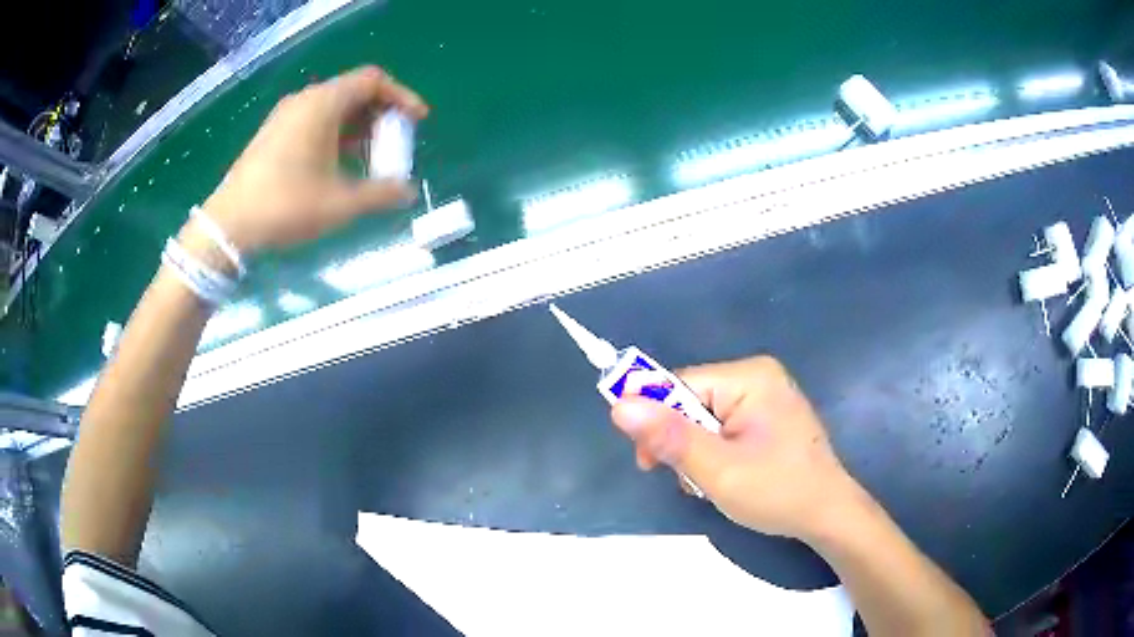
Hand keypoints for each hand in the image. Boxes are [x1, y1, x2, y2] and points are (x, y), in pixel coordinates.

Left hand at [200, 66, 428, 252]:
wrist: (228, 226)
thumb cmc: (286, 206)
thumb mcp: (340, 203)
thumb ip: (381, 194)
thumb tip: (408, 192)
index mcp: (323, 103)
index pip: (373, 80)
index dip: (401, 96)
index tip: (416, 121)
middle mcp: (305, 100)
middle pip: (354, 92)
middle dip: (381, 115)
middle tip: (394, 144)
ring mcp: (285, 116)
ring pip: (334, 108)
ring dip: (359, 127)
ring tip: (371, 158)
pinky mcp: (273, 134)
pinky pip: (315, 121)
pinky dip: (336, 134)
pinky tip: (339, 164)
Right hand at [611, 355, 864, 541]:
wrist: (827, 514)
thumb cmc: (777, 491)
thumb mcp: (717, 470)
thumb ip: (669, 437)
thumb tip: (618, 405)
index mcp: (749, 377)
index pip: (679, 385)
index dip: (655, 420)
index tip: (646, 460)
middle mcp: (757, 376)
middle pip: (692, 400)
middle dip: (681, 442)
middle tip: (687, 480)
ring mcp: (766, 395)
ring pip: (705, 417)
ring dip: (697, 451)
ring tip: (711, 483)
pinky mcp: (768, 415)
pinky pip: (724, 425)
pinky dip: (715, 451)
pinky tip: (726, 475)